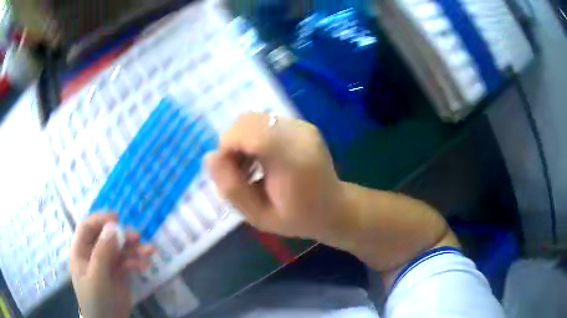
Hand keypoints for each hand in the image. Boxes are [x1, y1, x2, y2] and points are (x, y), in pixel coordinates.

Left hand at [70, 213, 154, 317]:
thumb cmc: (96, 299)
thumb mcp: (97, 277)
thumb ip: (103, 252)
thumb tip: (113, 226)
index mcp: (81, 251)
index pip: (87, 228)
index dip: (100, 219)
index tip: (117, 217)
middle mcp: (93, 253)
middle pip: (106, 236)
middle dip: (122, 235)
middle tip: (137, 236)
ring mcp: (107, 263)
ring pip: (119, 249)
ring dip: (134, 248)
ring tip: (150, 251)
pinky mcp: (119, 273)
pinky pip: (128, 262)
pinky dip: (137, 261)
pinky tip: (146, 265)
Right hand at [206, 114, 347, 239]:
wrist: (335, 208)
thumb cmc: (298, 218)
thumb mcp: (259, 216)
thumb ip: (232, 189)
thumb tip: (210, 157)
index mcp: (292, 159)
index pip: (249, 132)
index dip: (228, 146)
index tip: (229, 171)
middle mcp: (299, 134)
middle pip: (247, 121)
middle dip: (232, 144)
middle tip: (240, 172)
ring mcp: (303, 126)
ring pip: (254, 119)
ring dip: (242, 140)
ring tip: (251, 168)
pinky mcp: (303, 124)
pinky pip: (265, 122)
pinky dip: (254, 137)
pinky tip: (263, 159)